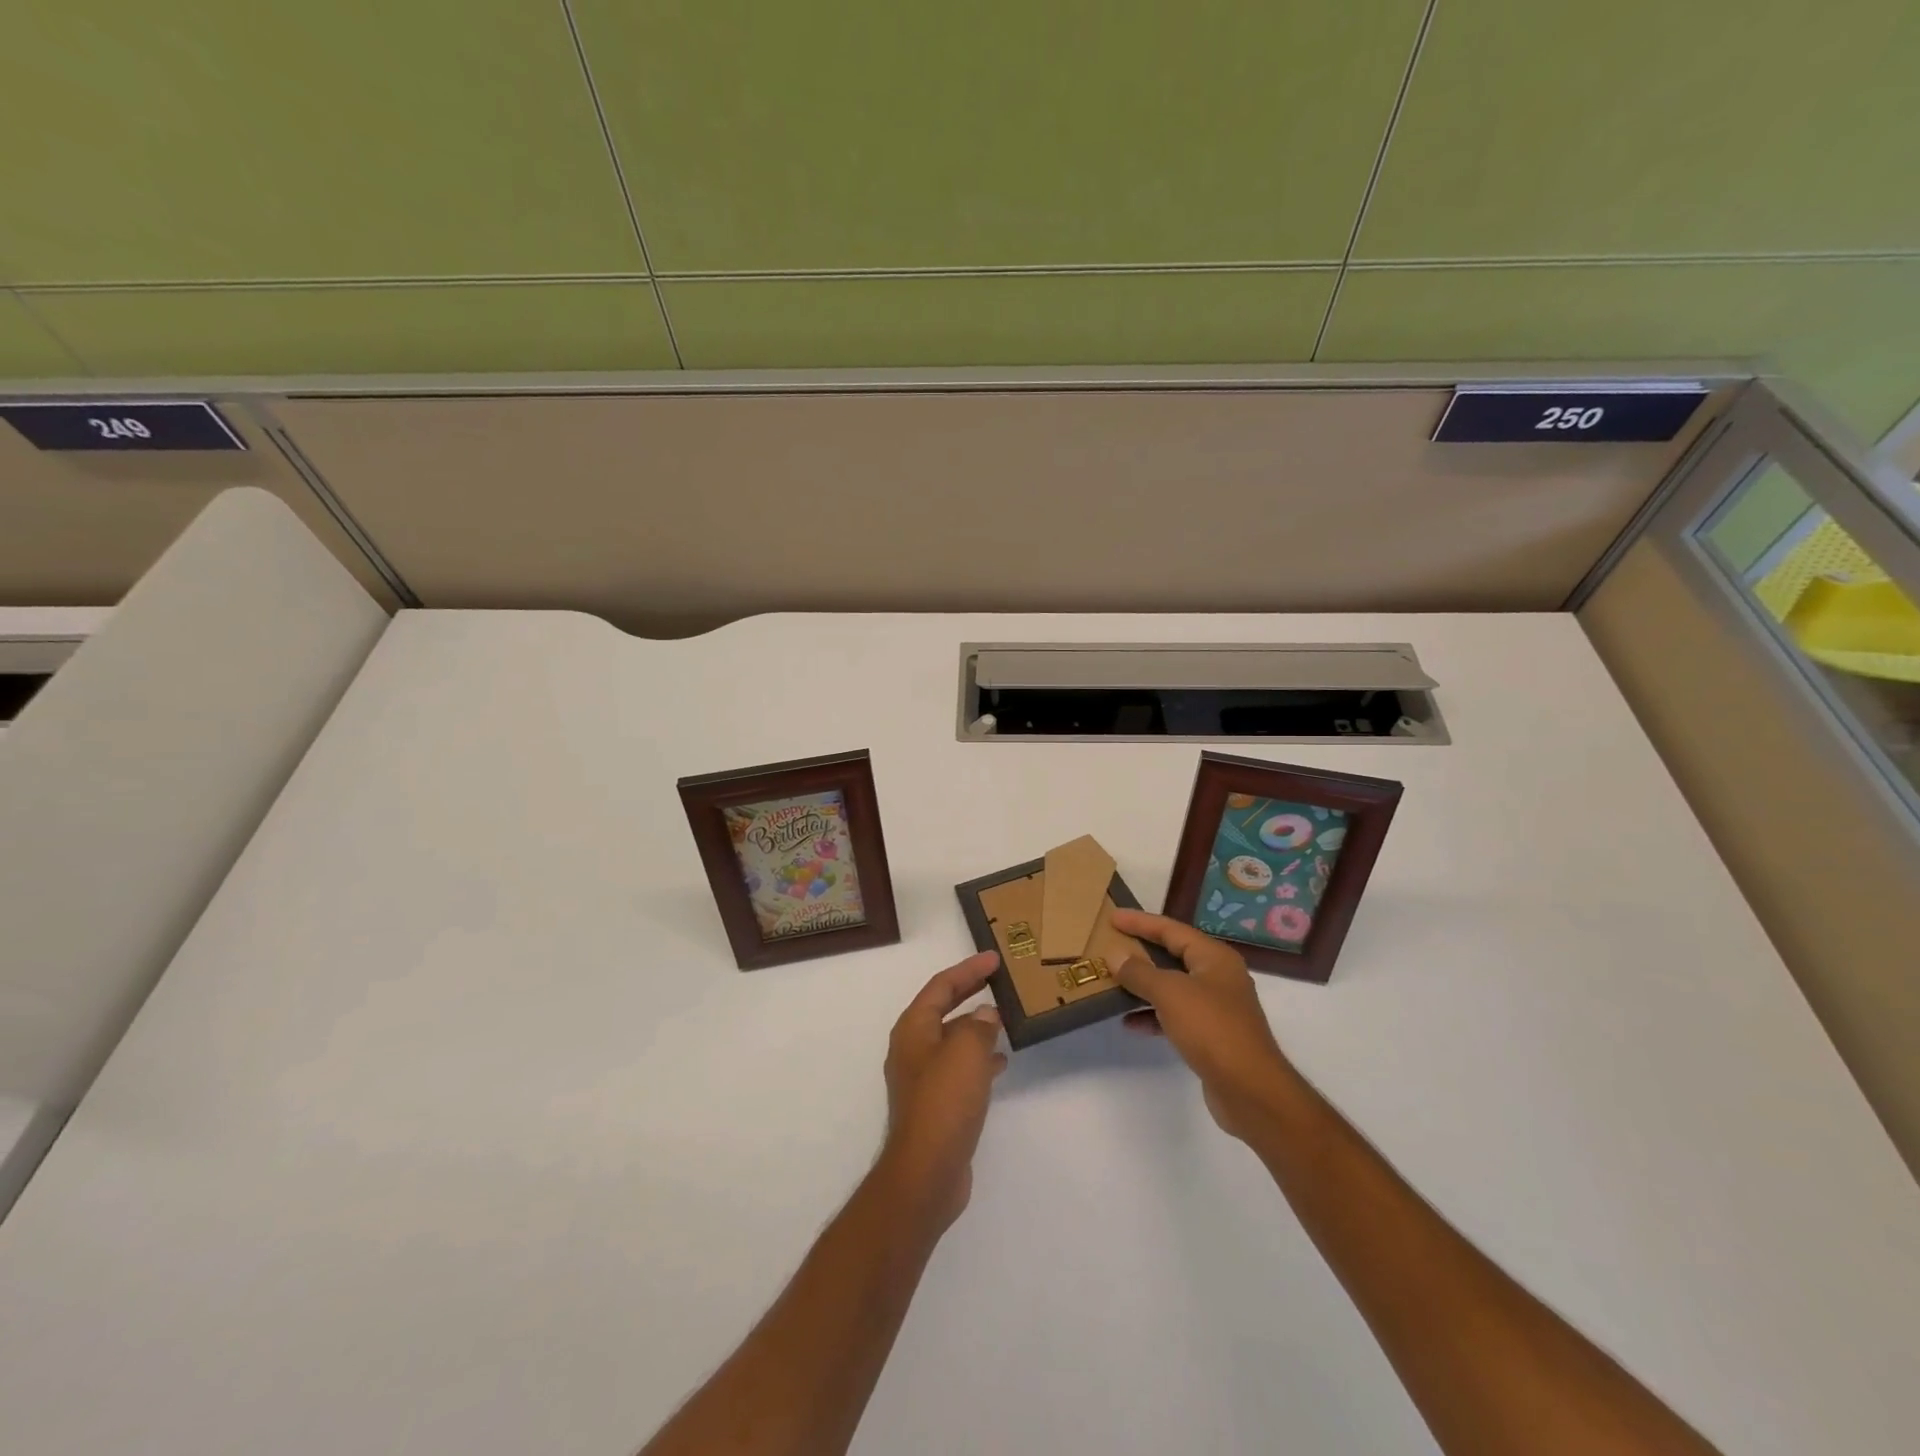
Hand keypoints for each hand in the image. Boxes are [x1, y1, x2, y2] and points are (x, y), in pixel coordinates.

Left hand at [879, 951, 1006, 1231]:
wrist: (927, 1172)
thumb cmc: (944, 1102)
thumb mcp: (966, 1052)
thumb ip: (978, 1026)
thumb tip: (985, 1015)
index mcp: (913, 1029)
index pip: (941, 986)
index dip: (968, 969)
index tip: (994, 959)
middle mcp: (913, 1048)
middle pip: (943, 1008)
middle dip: (970, 992)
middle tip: (998, 980)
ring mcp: (923, 1077)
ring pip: (953, 1038)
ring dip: (976, 1026)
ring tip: (1005, 1019)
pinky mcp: (936, 1102)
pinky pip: (959, 1066)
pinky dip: (979, 1057)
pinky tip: (1001, 1062)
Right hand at [1109, 909, 1295, 1142]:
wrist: (1250, 1090)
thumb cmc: (1212, 1029)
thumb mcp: (1170, 993)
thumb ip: (1140, 972)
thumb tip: (1116, 955)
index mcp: (1214, 957)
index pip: (1172, 929)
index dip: (1141, 922)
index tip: (1113, 917)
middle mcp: (1218, 977)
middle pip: (1173, 955)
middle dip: (1141, 951)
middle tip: (1111, 944)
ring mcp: (1216, 1007)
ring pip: (1172, 986)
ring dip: (1144, 985)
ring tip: (1113, 983)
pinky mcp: (1211, 1036)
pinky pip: (1175, 1015)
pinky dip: (1153, 1015)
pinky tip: (1130, 1023)